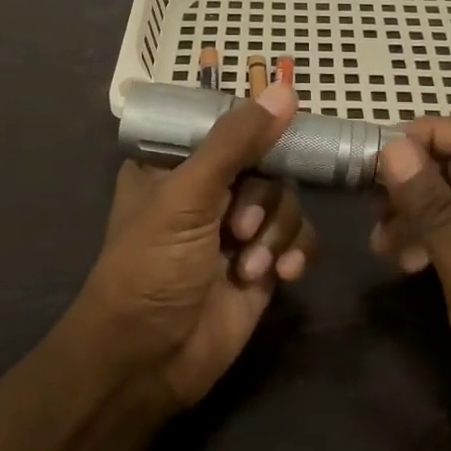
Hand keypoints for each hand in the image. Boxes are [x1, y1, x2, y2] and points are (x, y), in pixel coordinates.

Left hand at [75, 82, 316, 410]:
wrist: (149, 361)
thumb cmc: (152, 266)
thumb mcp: (187, 195)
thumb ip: (236, 142)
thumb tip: (285, 89)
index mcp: (176, 163)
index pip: (227, 126)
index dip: (255, 130)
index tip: (278, 137)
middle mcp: (209, 190)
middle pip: (267, 164)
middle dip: (262, 199)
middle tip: (240, 229)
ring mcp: (238, 228)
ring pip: (287, 200)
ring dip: (277, 232)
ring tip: (251, 266)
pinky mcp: (263, 263)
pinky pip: (300, 237)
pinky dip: (297, 250)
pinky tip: (284, 273)